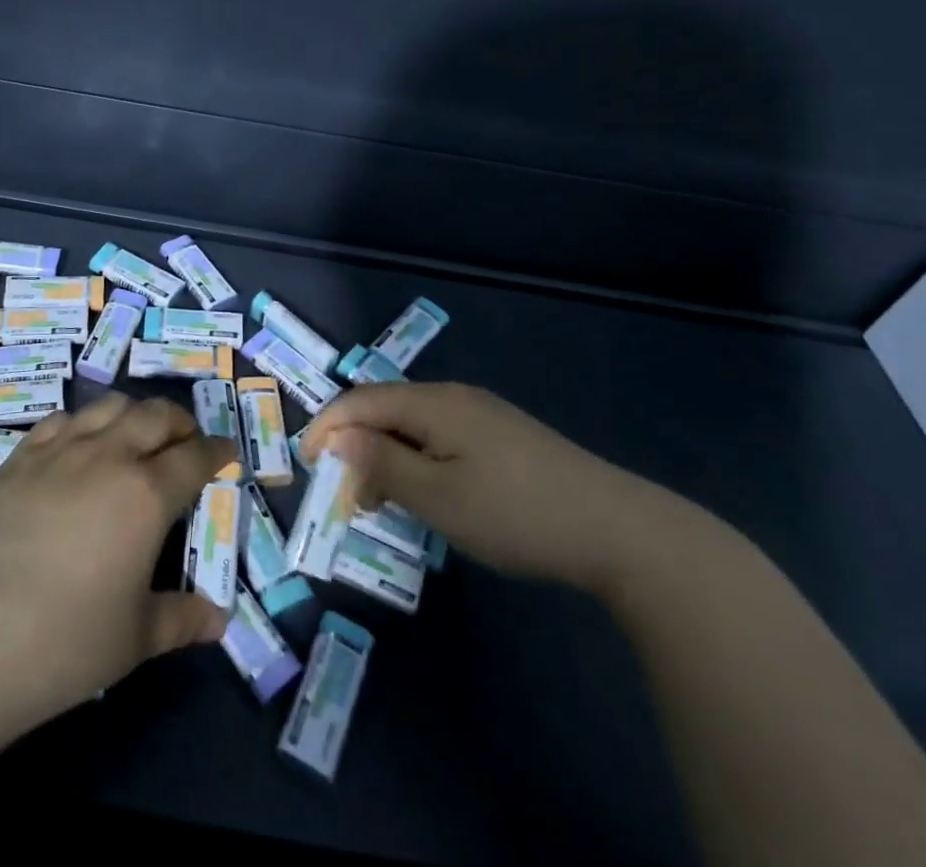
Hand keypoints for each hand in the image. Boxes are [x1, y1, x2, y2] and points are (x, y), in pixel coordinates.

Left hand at [0, 392, 236, 746]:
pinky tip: (80, 443)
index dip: (216, 452)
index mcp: (146, 494)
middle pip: (155, 416)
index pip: (194, 457)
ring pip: (109, 407)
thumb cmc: (61, 644)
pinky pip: (61, 420)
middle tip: (187, 440)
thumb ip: (181, 619)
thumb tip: (219, 621)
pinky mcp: (19, 458)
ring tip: (137, 434)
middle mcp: (107, 457)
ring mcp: (59, 451)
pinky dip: (84, 423)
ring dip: (134, 414)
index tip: (226, 454)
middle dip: (180, 422)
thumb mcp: (133, 639)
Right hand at [301, 382, 668, 596]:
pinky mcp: (504, 436)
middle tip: (347, 496)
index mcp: (433, 403)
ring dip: (387, 457)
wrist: (619, 530)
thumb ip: (383, 464)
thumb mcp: (438, 497)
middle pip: (386, 409)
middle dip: (356, 446)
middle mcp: (454, 396)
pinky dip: (419, 462)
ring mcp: (483, 415)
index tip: (306, 467)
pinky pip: (442, 438)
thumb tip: (338, 437)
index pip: (361, 401)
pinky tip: (430, 495)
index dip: (327, 428)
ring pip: (414, 426)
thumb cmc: (515, 513)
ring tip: (383, 503)